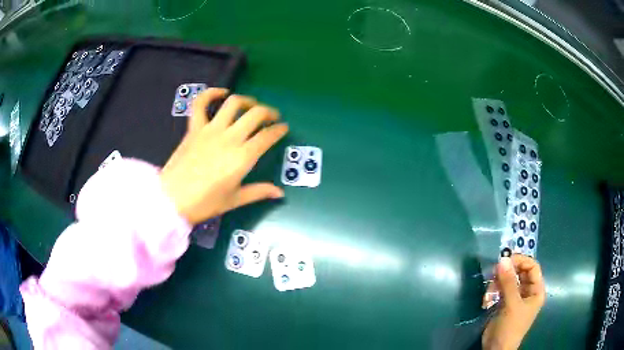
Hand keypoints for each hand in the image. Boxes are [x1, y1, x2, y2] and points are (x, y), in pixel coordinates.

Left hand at [160, 88, 288, 223]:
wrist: (172, 200)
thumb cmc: (204, 203)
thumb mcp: (234, 200)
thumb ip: (258, 192)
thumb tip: (280, 193)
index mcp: (242, 157)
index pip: (267, 136)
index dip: (279, 130)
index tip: (283, 128)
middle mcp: (230, 138)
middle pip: (255, 114)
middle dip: (269, 112)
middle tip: (272, 117)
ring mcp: (210, 130)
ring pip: (233, 103)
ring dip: (247, 100)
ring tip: (251, 105)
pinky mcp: (194, 128)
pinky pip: (200, 104)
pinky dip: (211, 94)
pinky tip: (221, 93)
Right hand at [482, 255, 545, 349]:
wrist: (496, 349)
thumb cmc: (510, 327)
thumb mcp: (511, 304)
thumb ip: (508, 282)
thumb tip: (502, 259)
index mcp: (536, 290)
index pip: (532, 267)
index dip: (521, 261)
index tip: (506, 259)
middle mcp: (527, 291)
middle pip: (520, 272)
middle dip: (507, 272)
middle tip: (494, 272)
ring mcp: (515, 297)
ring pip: (508, 280)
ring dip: (497, 282)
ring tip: (488, 292)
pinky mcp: (504, 302)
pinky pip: (500, 289)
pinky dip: (493, 291)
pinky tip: (486, 299)